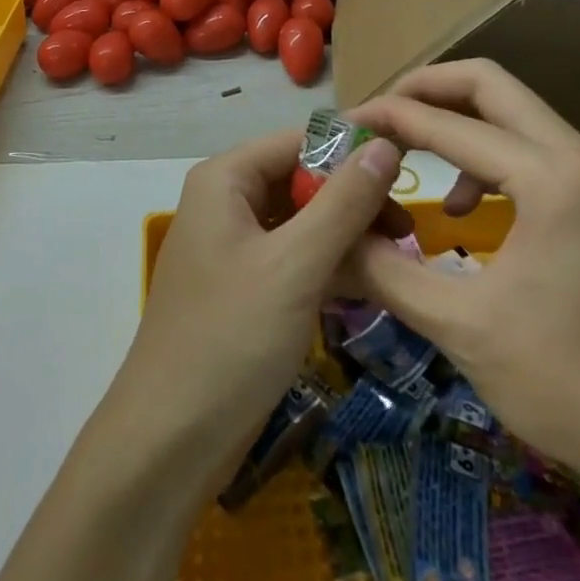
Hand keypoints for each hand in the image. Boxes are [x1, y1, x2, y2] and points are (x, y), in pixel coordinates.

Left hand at [119, 127, 403, 482]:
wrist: (171, 438)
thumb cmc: (232, 336)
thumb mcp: (296, 265)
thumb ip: (343, 203)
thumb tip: (384, 144)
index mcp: (225, 179)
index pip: (296, 142)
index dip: (349, 152)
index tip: (407, 175)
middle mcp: (226, 202)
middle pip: (298, 180)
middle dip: (351, 200)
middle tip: (408, 232)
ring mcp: (233, 247)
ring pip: (299, 222)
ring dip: (345, 236)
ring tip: (399, 259)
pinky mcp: (244, 288)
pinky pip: (292, 258)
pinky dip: (327, 266)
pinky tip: (369, 286)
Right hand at [342, 59, 579, 500]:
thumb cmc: (572, 385)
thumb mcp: (462, 328)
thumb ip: (386, 271)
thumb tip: (333, 235)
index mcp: (548, 177)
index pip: (446, 122)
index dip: (386, 118)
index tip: (342, 127)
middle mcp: (577, 157)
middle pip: (488, 83)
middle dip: (424, 89)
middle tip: (377, 116)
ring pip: (512, 110)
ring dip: (455, 118)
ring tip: (410, 152)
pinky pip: (531, 146)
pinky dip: (485, 153)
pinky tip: (463, 206)